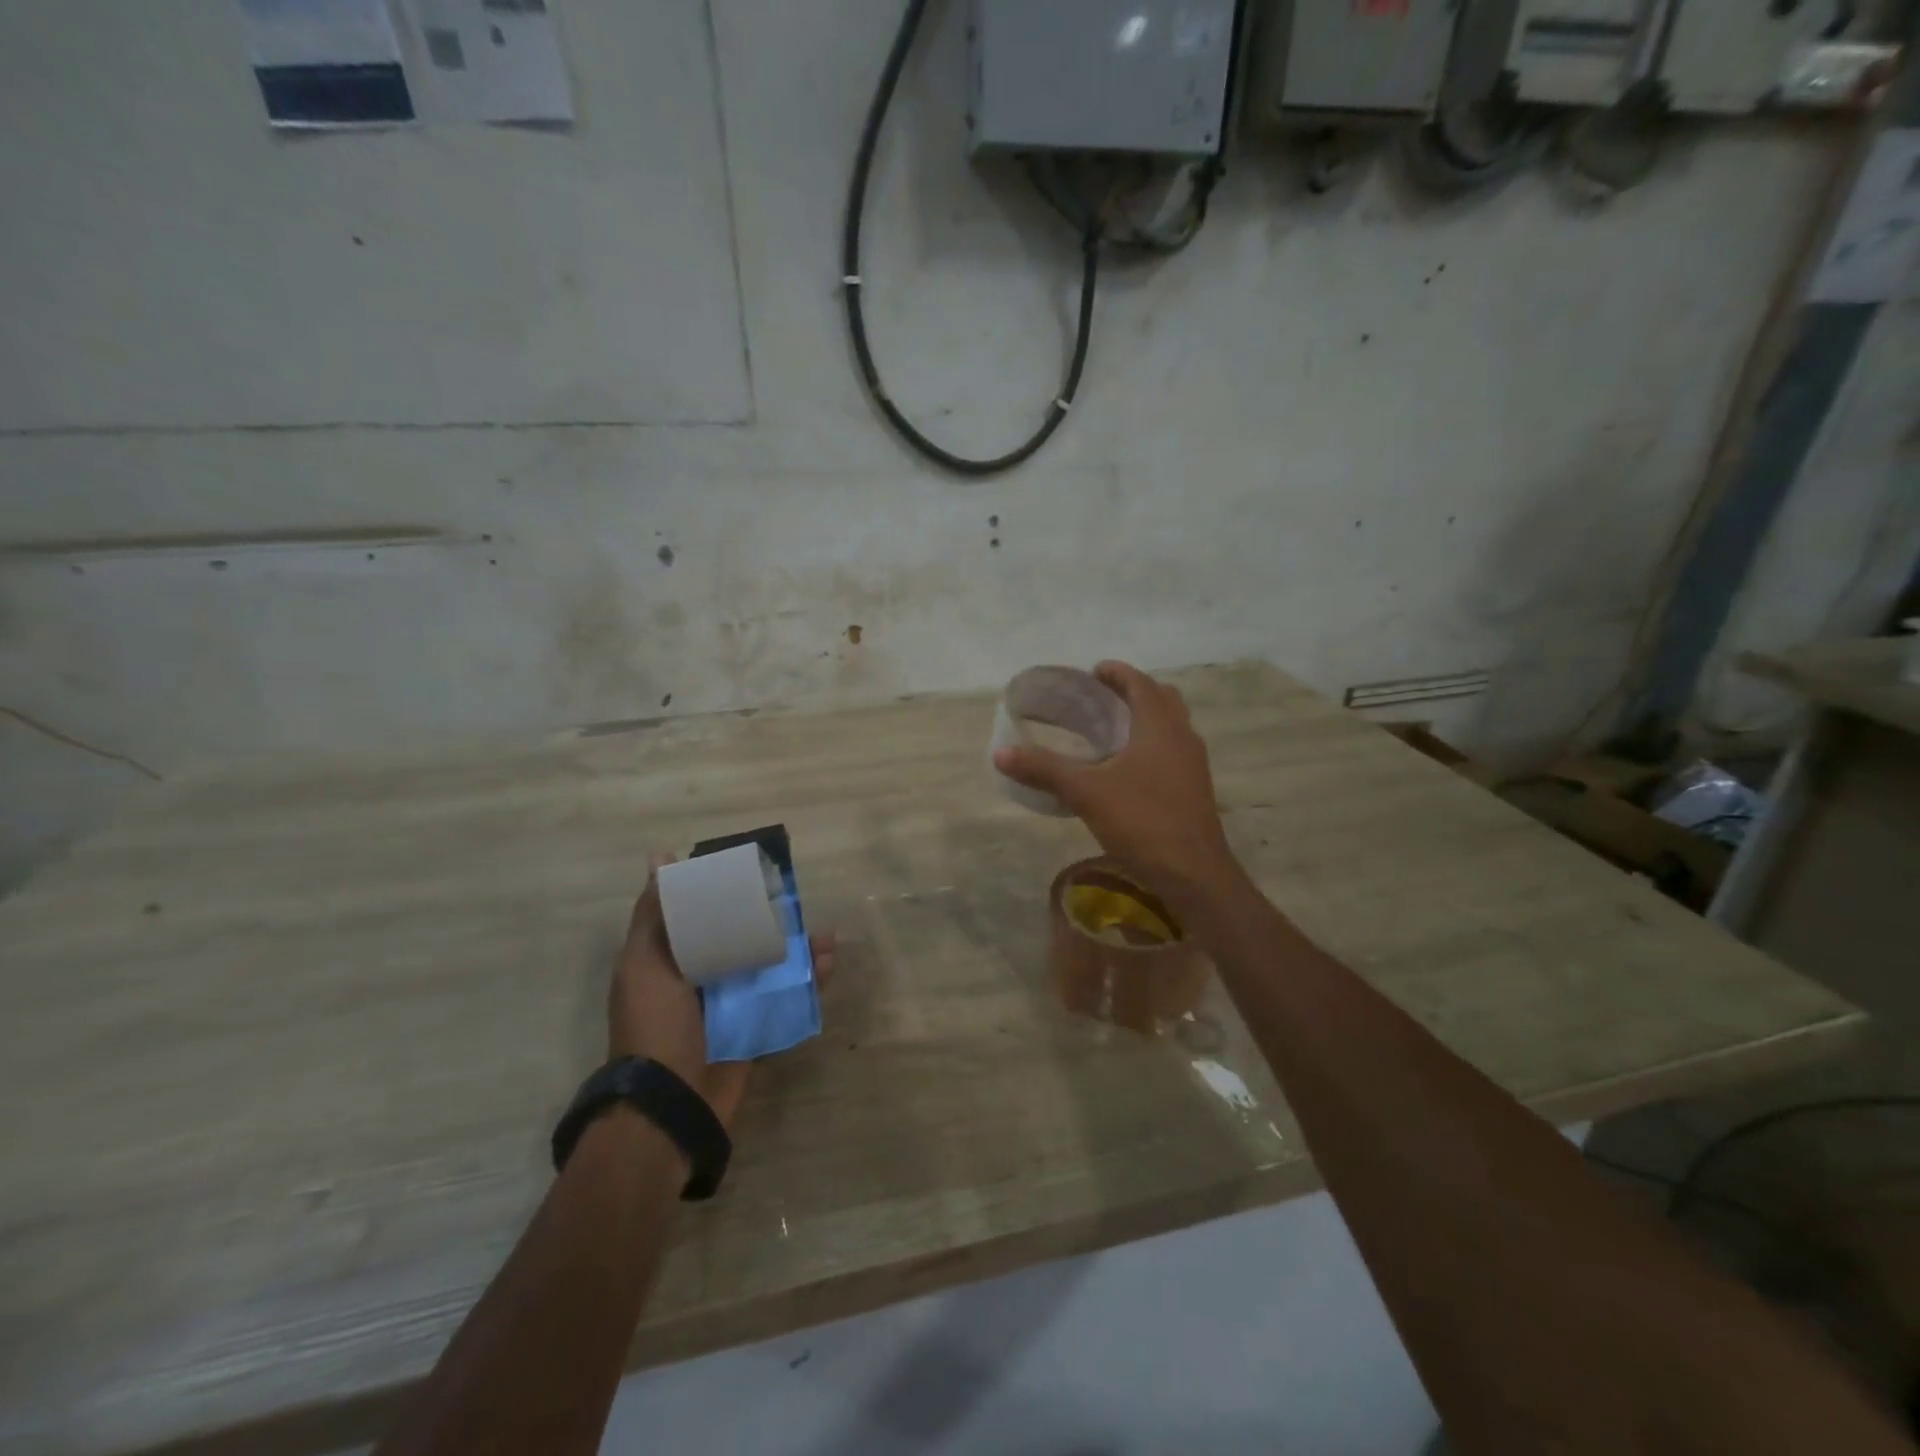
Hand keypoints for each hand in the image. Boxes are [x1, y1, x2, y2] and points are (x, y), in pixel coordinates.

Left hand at [609, 855, 837, 1128]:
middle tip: (798, 903)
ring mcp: (730, 1004)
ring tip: (824, 938)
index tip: (754, 871)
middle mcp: (700, 977)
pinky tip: (827, 966)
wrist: (671, 1107)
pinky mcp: (755, 1028)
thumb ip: (655, 915)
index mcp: (671, 958)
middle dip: (771, 919)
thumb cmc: (655, 1027)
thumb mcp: (645, 964)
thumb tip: (660, 857)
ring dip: (798, 949)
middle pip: (741, 936)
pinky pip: (785, 998)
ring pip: (769, 964)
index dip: (726, 890)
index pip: (701, 913)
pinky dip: (807, 982)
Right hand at [992, 661, 1236, 909]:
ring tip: (1109, 732)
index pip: (1140, 683)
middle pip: (1161, 698)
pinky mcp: (1195, 788)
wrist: (1194, 874)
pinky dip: (1151, 744)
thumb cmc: (1142, 822)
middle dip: (1132, 692)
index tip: (1091, 673)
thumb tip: (1001, 754)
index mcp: (1160, 726)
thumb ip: (1044, 770)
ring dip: (1144, 719)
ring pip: (1170, 725)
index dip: (1116, 673)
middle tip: (1099, 700)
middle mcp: (1182, 736)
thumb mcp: (1086, 793)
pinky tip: (1126, 770)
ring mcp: (1193, 763)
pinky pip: (1173, 750)